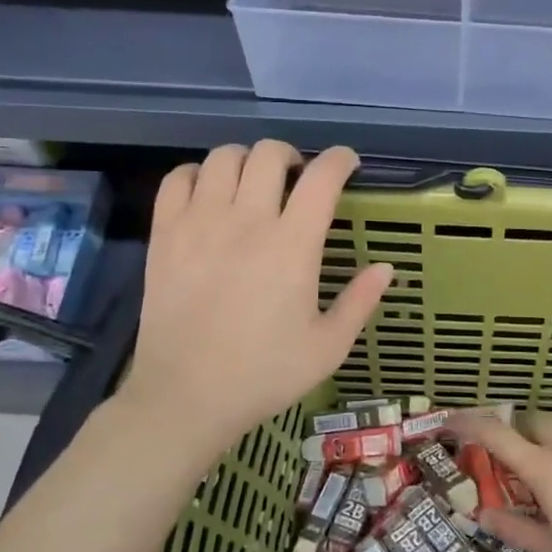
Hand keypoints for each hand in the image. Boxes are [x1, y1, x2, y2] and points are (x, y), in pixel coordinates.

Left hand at [125, 142, 392, 464]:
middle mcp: (246, 221)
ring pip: (223, 157)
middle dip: (292, 156)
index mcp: (292, 246)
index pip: (322, 178)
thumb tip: (387, 267)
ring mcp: (199, 224)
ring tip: (253, 184)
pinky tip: (209, 195)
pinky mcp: (165, 235)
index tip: (348, 165)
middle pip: (269, 154)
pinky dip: (198, 175)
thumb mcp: (328, 347)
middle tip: (298, 178)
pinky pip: (177, 179)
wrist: (186, 397)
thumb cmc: (264, 374)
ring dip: (246, 160)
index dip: (340, 160)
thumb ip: (360, 302)